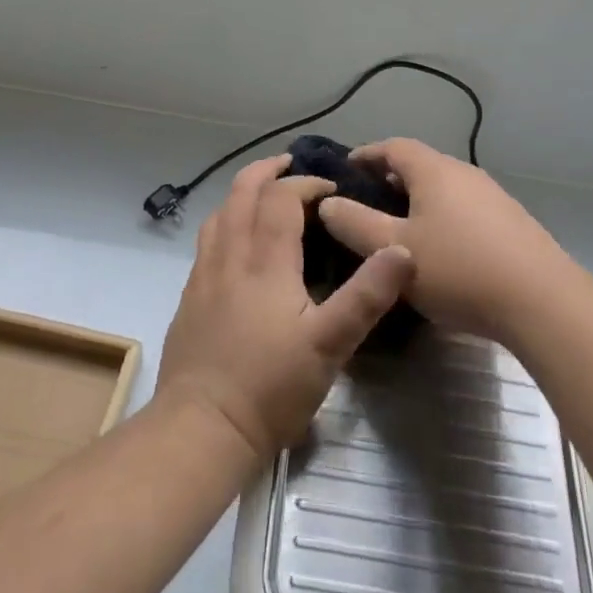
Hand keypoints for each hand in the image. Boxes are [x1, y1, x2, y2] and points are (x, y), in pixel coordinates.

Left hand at [154, 157, 414, 461]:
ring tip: (263, 192)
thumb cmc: (270, 387)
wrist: (201, 428)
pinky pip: (207, 239)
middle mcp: (230, 256)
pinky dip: (226, 220)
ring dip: (242, 192)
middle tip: (289, 164)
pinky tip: (236, 242)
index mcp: (265, 261)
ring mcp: (204, 275)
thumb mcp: (330, 346)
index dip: (306, 183)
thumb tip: (401, 250)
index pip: (281, 198)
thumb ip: (366, 296)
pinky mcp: (191, 296)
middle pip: (242, 193)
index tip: (331, 189)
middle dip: (266, 171)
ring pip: (220, 213)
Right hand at [317, 138, 571, 343]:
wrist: (543, 302)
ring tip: (399, 227)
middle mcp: (464, 173)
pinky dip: (443, 215)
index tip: (346, 170)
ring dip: (418, 199)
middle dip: (390, 179)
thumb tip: (327, 203)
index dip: (366, 154)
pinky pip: (465, 207)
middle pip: (420, 164)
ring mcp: (493, 196)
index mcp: (434, 171)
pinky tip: (441, 249)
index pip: (393, 146)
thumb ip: (355, 224)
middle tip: (366, 203)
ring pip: (444, 187)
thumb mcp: (394, 251)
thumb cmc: (459, 269)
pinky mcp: (512, 222)